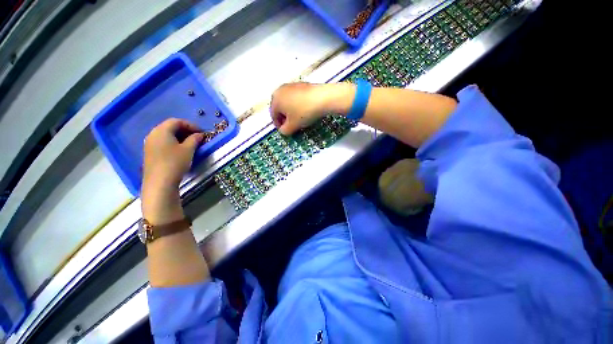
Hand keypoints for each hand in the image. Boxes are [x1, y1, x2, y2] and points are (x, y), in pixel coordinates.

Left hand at [142, 119, 203, 223]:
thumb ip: (194, 139)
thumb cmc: (175, 163)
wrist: (160, 182)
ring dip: (179, 136)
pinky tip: (180, 150)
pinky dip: (173, 142)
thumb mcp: (188, 150)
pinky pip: (163, 142)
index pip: (176, 121)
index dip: (190, 125)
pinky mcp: (150, 153)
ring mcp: (150, 144)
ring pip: (166, 135)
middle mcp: (153, 134)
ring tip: (191, 143)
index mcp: (161, 131)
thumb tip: (199, 135)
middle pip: (170, 127)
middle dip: (185, 130)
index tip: (201, 132)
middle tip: (197, 137)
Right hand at [270, 82, 354, 134]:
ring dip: (290, 111)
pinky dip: (297, 105)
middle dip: (284, 118)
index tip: (284, 130)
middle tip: (291, 125)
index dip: (279, 125)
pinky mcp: (301, 84)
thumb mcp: (293, 126)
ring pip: (287, 102)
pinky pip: (295, 97)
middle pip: (279, 107)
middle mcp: (280, 90)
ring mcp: (291, 86)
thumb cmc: (304, 112)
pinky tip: (305, 110)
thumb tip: (283, 130)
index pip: (273, 115)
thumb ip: (284, 131)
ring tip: (299, 119)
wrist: (322, 98)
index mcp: (275, 100)